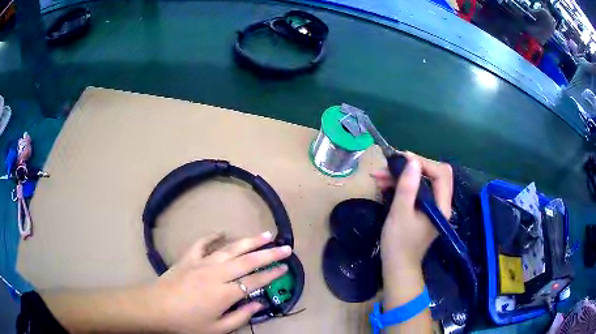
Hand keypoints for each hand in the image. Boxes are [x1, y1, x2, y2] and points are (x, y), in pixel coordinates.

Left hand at [148, 232, 291, 332]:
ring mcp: (201, 263)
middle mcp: (216, 273)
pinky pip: (201, 243)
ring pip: (230, 248)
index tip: (285, 267)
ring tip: (265, 234)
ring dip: (249, 241)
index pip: (255, 281)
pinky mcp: (188, 258)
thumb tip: (259, 304)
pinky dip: (212, 236)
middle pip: (248, 260)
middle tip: (286, 247)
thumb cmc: (186, 323)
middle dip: (269, 254)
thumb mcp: (217, 329)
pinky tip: (221, 232)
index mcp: (225, 293)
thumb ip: (241, 317)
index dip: (272, 274)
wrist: (155, 308)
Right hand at [372, 152, 452, 268]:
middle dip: (411, 167)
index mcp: (441, 206)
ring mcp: (433, 206)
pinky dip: (402, 185)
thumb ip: (408, 187)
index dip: (423, 162)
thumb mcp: (400, 213)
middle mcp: (441, 203)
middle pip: (433, 174)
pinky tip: (384, 184)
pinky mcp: (424, 210)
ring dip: (403, 176)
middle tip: (388, 166)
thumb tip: (412, 160)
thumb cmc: (399, 243)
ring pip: (422, 181)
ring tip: (379, 176)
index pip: (441, 173)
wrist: (397, 267)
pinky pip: (416, 190)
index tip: (401, 159)